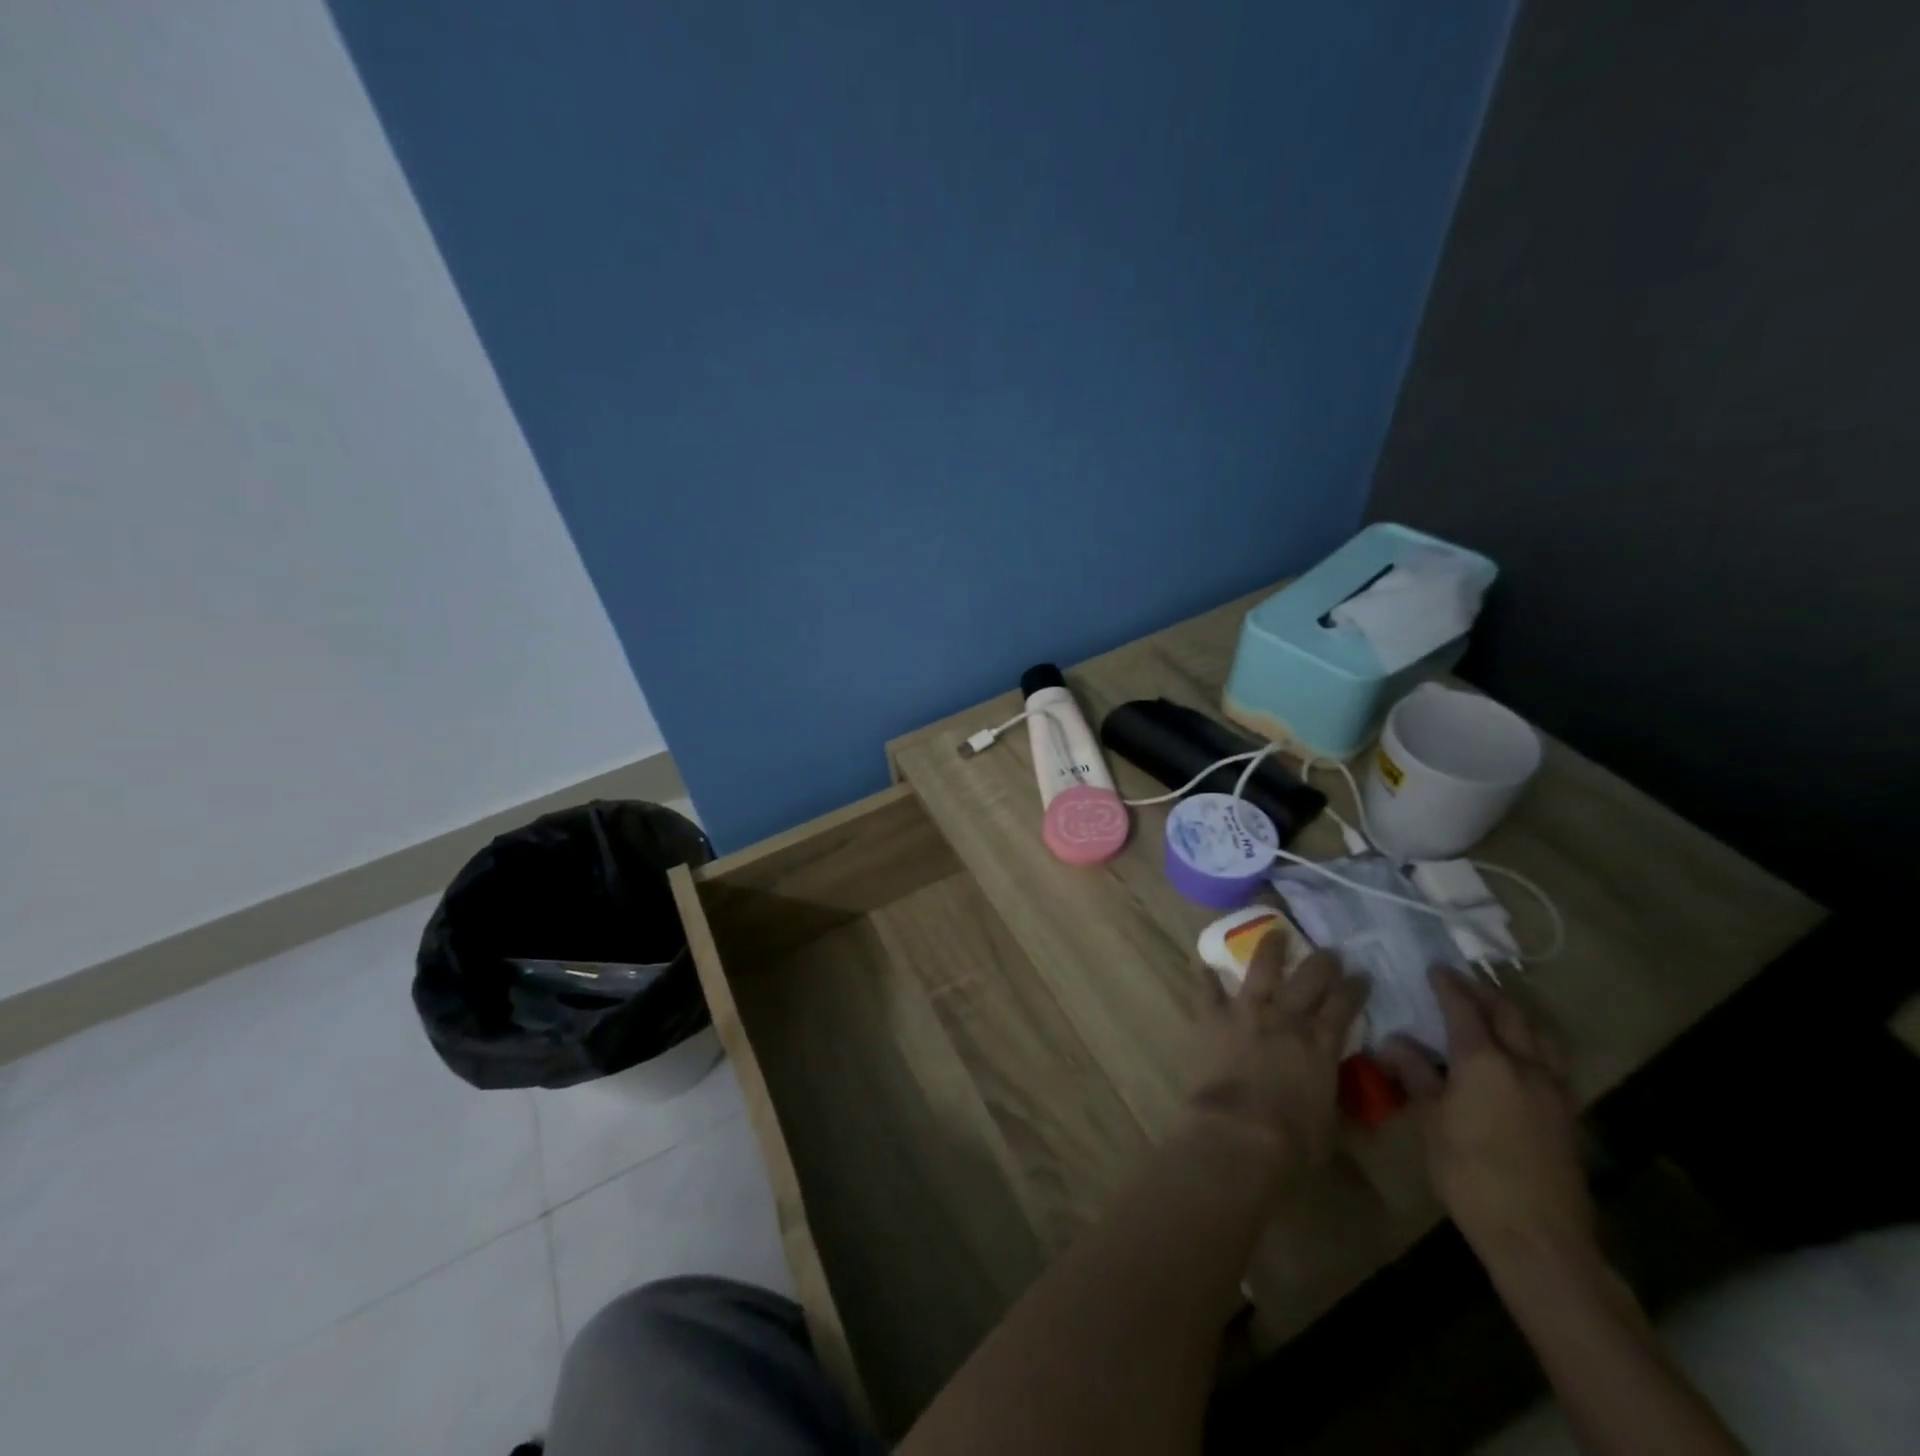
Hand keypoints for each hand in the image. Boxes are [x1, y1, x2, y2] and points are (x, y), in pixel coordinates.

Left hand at [1188, 933, 1366, 1170]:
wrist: (1240, 1133)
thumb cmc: (1293, 1140)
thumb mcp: (1329, 1123)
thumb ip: (1333, 1098)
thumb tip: (1342, 1100)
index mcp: (1320, 1044)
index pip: (1344, 1006)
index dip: (1355, 988)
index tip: (1362, 975)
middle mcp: (1286, 1019)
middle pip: (1309, 979)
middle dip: (1323, 962)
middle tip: (1329, 951)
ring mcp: (1246, 1012)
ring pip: (1261, 969)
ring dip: (1270, 948)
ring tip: (1274, 931)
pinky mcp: (1212, 1017)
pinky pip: (1206, 990)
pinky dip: (1204, 976)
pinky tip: (1202, 963)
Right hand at [1378, 966, 1593, 1261]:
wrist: (1539, 1238)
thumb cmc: (1471, 1174)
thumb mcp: (1432, 1122)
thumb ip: (1416, 1075)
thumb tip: (1393, 1042)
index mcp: (1485, 1062)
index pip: (1464, 1009)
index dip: (1448, 985)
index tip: (1434, 968)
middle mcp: (1525, 1066)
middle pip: (1508, 1014)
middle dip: (1484, 992)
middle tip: (1461, 981)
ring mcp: (1554, 1090)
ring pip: (1539, 1035)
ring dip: (1515, 1014)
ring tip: (1494, 1008)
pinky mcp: (1567, 1115)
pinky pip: (1551, 1061)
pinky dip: (1533, 1042)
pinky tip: (1518, 1054)